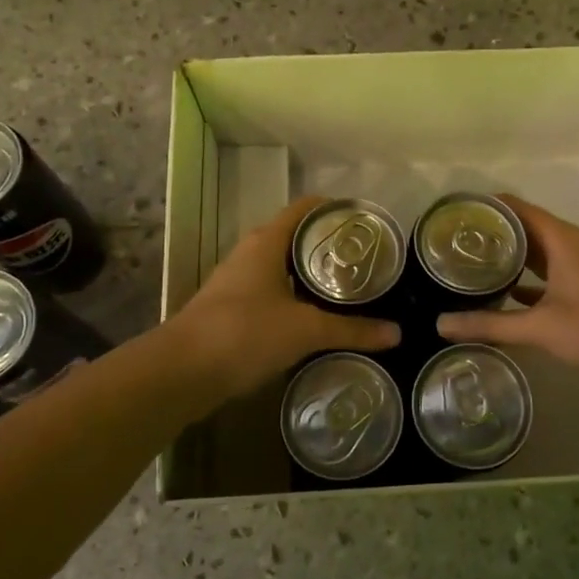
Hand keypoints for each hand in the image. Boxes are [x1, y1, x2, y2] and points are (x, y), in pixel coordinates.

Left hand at [171, 196, 399, 396]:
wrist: (182, 371)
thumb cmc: (246, 332)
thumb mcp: (306, 330)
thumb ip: (352, 330)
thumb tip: (396, 333)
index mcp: (267, 242)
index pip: (306, 208)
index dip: (335, 208)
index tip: (365, 221)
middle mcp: (250, 253)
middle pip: (295, 236)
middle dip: (328, 245)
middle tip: (364, 259)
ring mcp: (236, 281)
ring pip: (281, 266)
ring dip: (310, 273)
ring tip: (346, 288)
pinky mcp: (229, 309)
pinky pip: (270, 292)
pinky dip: (293, 297)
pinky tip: (313, 318)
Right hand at [436, 194, 578, 383]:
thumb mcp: (540, 327)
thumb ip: (490, 325)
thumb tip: (440, 323)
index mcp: (559, 238)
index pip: (514, 207)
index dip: (483, 206)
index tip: (450, 214)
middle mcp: (568, 244)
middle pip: (522, 226)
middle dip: (489, 232)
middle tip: (449, 242)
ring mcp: (578, 265)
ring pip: (534, 251)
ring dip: (506, 255)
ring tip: (467, 263)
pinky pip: (545, 272)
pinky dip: (523, 278)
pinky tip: (500, 294)